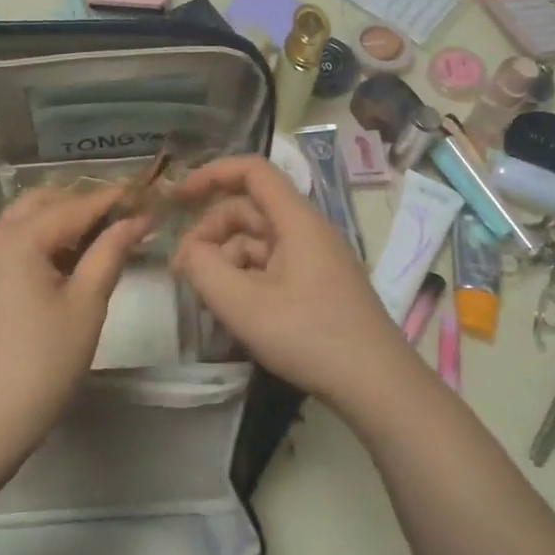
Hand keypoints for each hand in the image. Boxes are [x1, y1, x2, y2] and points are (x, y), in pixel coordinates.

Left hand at [0, 186, 149, 465]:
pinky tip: (65, 266)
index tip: (146, 194)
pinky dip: (39, 243)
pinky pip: (10, 247)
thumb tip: (136, 219)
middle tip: (121, 217)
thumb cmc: (43, 362)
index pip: (74, 206)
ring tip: (99, 239)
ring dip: (59, 222)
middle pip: (41, 203)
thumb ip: (110, 253)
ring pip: (22, 223)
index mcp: (18, 238)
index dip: (113, 199)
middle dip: (82, 203)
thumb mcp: (86, 304)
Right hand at [170, 155, 411, 411]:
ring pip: (258, 241)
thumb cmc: (309, 336)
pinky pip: (272, 265)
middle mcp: (307, 230)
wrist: (376, 383)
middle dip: (211, 231)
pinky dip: (245, 278)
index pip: (253, 171)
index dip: (212, 174)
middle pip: (250, 210)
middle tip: (183, 271)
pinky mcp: (317, 285)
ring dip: (226, 259)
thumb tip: (188, 252)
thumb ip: (203, 269)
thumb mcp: (243, 305)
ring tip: (206, 297)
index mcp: (296, 221)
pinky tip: (233, 309)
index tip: (177, 197)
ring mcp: (314, 258)